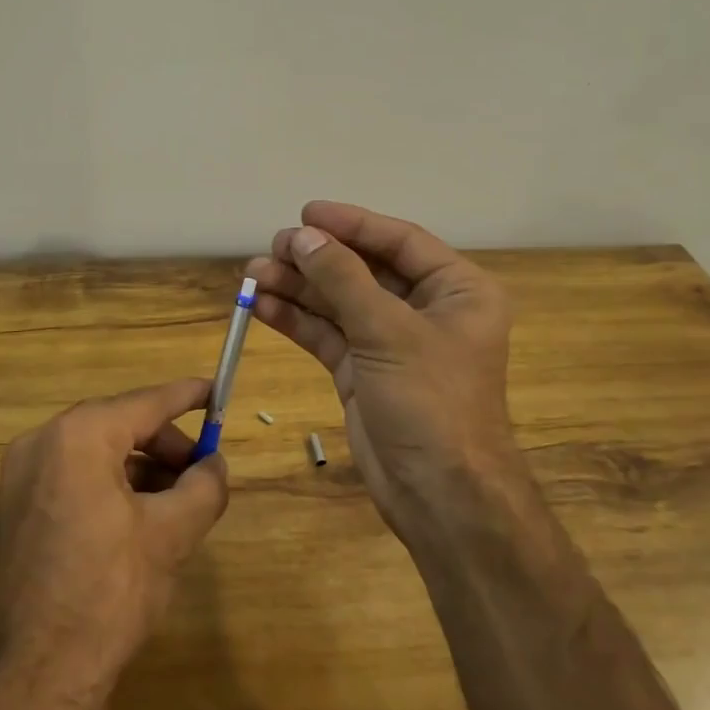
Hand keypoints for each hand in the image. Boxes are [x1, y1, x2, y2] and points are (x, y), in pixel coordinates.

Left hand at [0, 378, 228, 709]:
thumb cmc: (108, 593)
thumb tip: (215, 464)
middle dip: (166, 444)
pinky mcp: (20, 507)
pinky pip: (77, 476)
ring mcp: (24, 475)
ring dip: (143, 467)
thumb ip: (203, 486)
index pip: (146, 402)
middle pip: (121, 424)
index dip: (187, 396)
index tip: (217, 391)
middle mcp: (44, 442)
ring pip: (99, 451)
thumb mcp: (171, 535)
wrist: (33, 677)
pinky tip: (144, 517)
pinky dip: (114, 485)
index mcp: (79, 436)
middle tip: (203, 471)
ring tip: (180, 500)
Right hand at [247, 202, 519, 542]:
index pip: (399, 241)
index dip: (352, 224)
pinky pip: (327, 335)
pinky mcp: (363, 372)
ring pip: (339, 302)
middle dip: (317, 259)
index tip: (306, 214)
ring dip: (298, 288)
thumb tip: (304, 237)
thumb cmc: (431, 402)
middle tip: (272, 247)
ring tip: (253, 274)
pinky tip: (262, 306)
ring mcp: (391, 343)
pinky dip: (296, 320)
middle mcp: (426, 310)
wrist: (440, 495)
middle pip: (364, 270)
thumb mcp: (388, 331)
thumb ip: (343, 279)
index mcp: (456, 290)